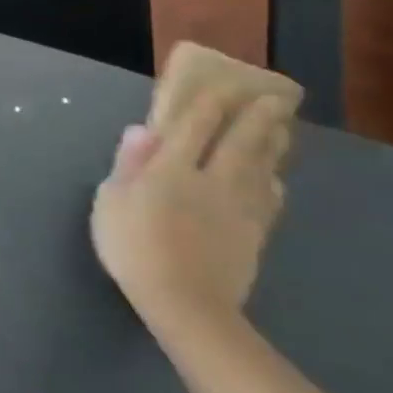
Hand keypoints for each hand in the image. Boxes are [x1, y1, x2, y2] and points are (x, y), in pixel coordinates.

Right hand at [90, 93, 293, 338]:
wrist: (183, 303)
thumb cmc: (133, 247)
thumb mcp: (111, 202)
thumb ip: (128, 164)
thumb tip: (143, 130)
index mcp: (171, 170)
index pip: (193, 128)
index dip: (207, 106)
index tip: (220, 88)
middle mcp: (210, 180)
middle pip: (237, 142)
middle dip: (254, 118)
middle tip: (271, 99)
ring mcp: (237, 208)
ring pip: (260, 168)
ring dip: (271, 145)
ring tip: (282, 128)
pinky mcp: (253, 235)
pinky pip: (268, 201)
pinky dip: (273, 185)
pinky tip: (276, 180)